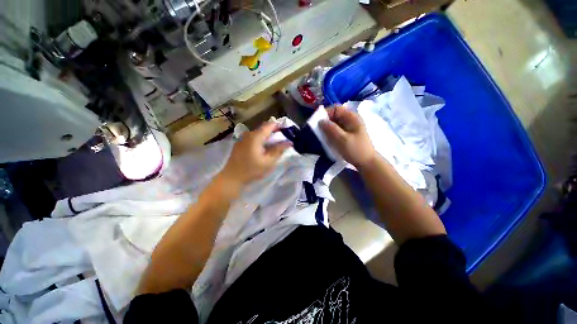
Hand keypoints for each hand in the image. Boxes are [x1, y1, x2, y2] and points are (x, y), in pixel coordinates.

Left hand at [219, 122, 291, 187]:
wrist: (231, 177)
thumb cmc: (252, 170)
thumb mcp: (268, 161)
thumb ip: (279, 150)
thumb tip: (289, 142)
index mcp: (256, 136)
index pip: (270, 124)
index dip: (280, 126)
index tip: (287, 132)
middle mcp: (248, 134)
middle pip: (264, 128)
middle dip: (275, 132)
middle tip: (282, 141)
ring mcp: (243, 138)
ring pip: (259, 133)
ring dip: (267, 137)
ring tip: (274, 146)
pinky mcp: (240, 143)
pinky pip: (253, 138)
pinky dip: (260, 140)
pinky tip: (263, 149)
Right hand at [320, 106, 375, 168]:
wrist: (367, 162)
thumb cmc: (355, 150)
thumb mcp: (342, 139)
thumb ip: (330, 129)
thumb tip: (320, 121)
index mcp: (351, 117)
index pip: (336, 108)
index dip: (326, 113)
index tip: (318, 123)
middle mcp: (350, 120)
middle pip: (334, 116)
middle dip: (325, 122)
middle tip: (319, 132)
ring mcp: (349, 128)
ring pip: (334, 124)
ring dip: (327, 129)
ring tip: (322, 137)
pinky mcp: (347, 135)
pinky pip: (336, 131)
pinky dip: (331, 134)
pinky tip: (328, 140)